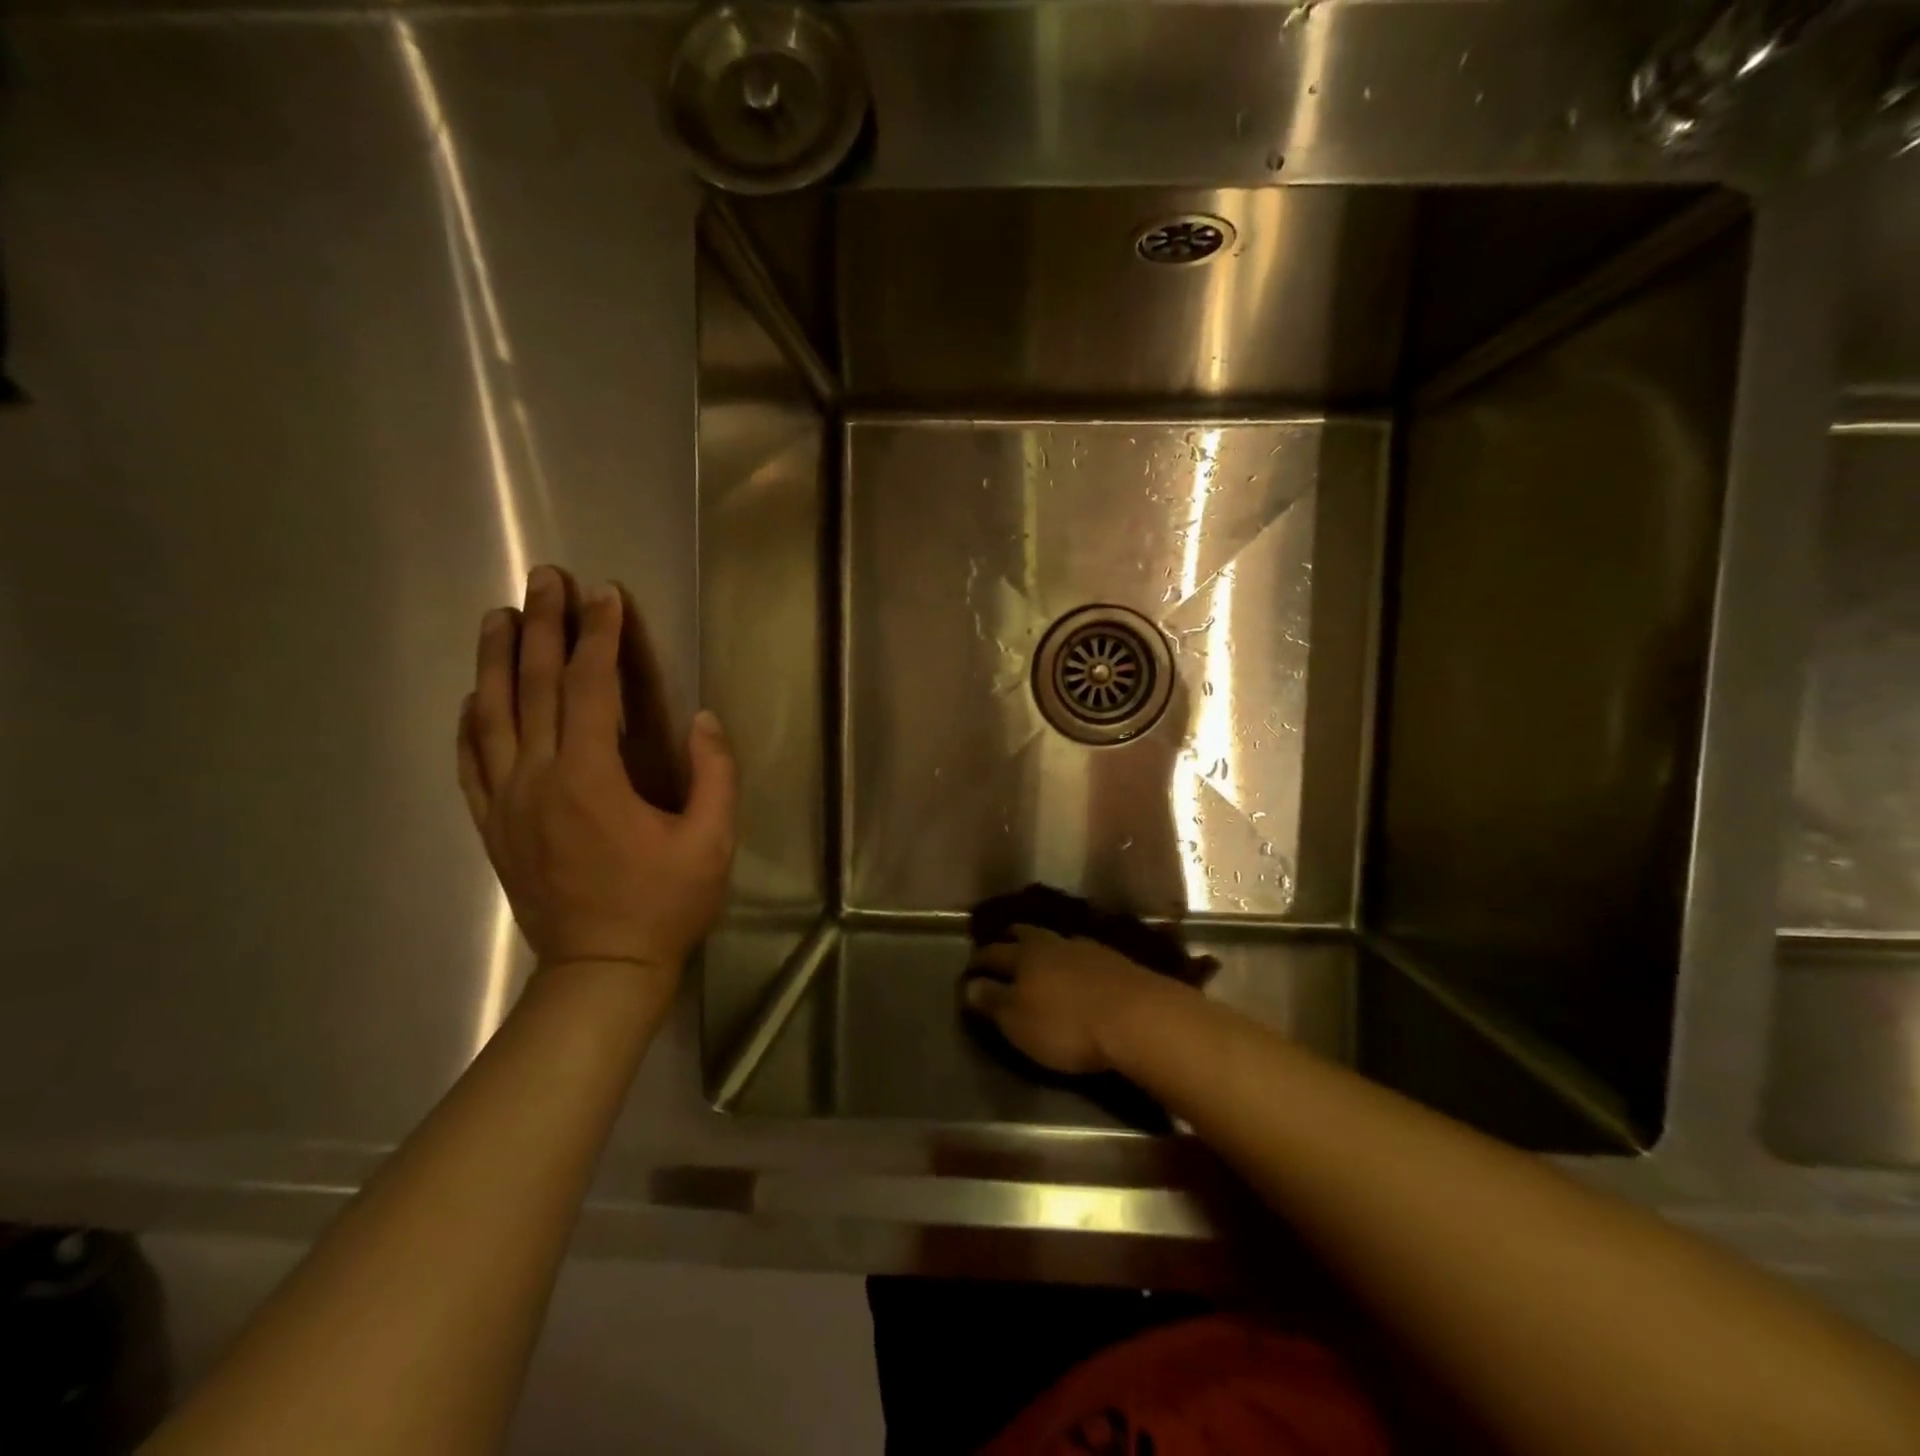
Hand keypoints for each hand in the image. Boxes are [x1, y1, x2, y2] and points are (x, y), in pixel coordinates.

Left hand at [456, 565, 737, 977]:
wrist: (601, 970)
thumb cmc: (664, 904)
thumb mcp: (712, 841)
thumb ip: (714, 774)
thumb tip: (703, 719)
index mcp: (592, 778)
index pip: (590, 687)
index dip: (599, 635)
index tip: (605, 593)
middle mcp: (538, 778)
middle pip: (533, 686)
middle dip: (542, 626)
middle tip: (545, 578)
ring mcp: (507, 802)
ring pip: (493, 715)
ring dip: (496, 660)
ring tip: (499, 615)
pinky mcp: (494, 825)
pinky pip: (471, 761)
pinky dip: (469, 721)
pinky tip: (472, 696)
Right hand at [964, 927, 1181, 1074]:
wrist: (1137, 1017)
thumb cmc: (1067, 1025)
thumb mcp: (1019, 1022)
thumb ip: (993, 1001)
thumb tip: (969, 985)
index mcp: (1023, 957)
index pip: (993, 953)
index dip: (978, 960)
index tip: (969, 967)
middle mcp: (1052, 944)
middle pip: (1025, 934)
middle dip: (1009, 938)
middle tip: (1000, 944)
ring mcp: (1086, 948)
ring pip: (1055, 939)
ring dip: (1042, 944)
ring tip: (1037, 952)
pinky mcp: (1114, 960)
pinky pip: (1080, 951)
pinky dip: (1070, 956)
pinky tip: (1075, 965)